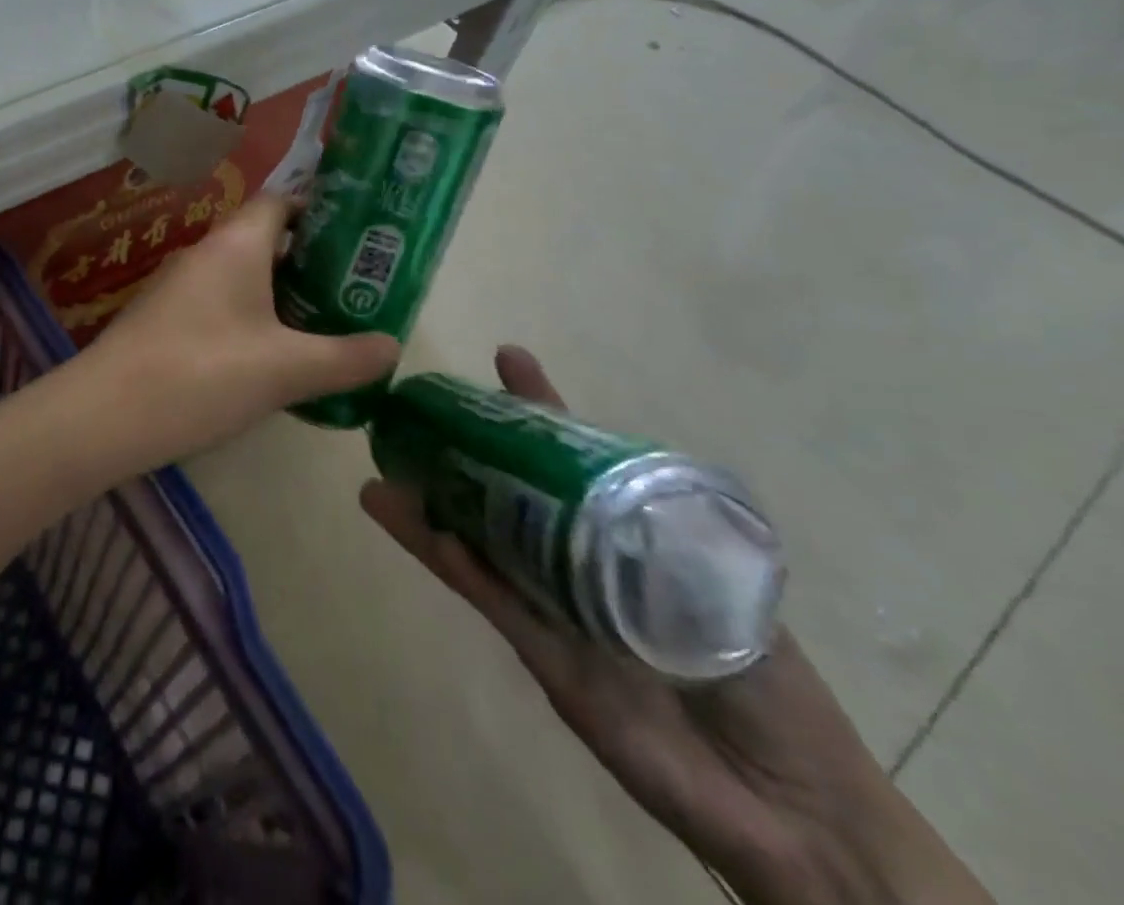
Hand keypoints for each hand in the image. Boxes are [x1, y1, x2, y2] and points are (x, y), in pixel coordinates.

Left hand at [82, 194, 398, 472]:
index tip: (356, 239)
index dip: (318, 212)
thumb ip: (345, 358)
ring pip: (240, 275)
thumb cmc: (204, 374)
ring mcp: (177, 285)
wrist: (106, 414)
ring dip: (278, 294)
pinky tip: (267, 357)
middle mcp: (205, 252)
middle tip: (350, 290)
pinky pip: (217, 303)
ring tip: (320, 325)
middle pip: (264, 240)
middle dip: (308, 262)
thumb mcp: (287, 370)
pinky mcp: (162, 318)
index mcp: (236, 244)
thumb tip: (393, 346)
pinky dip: (247, 317)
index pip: (281, 201)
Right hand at [361, 347, 994, 904]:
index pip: (573, 460)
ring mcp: (554, 610)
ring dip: (430, 513)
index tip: (506, 359)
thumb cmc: (774, 690)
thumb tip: (613, 461)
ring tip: (380, 480)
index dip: (538, 411)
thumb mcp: (728, 588)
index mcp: (623, 539)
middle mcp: (576, 565)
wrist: (793, 815)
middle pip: (509, 496)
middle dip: (462, 454)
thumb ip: (670, 534)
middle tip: (412, 415)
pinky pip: (494, 604)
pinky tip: (424, 535)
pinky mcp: (545, 660)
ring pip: (481, 547)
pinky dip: (458, 568)